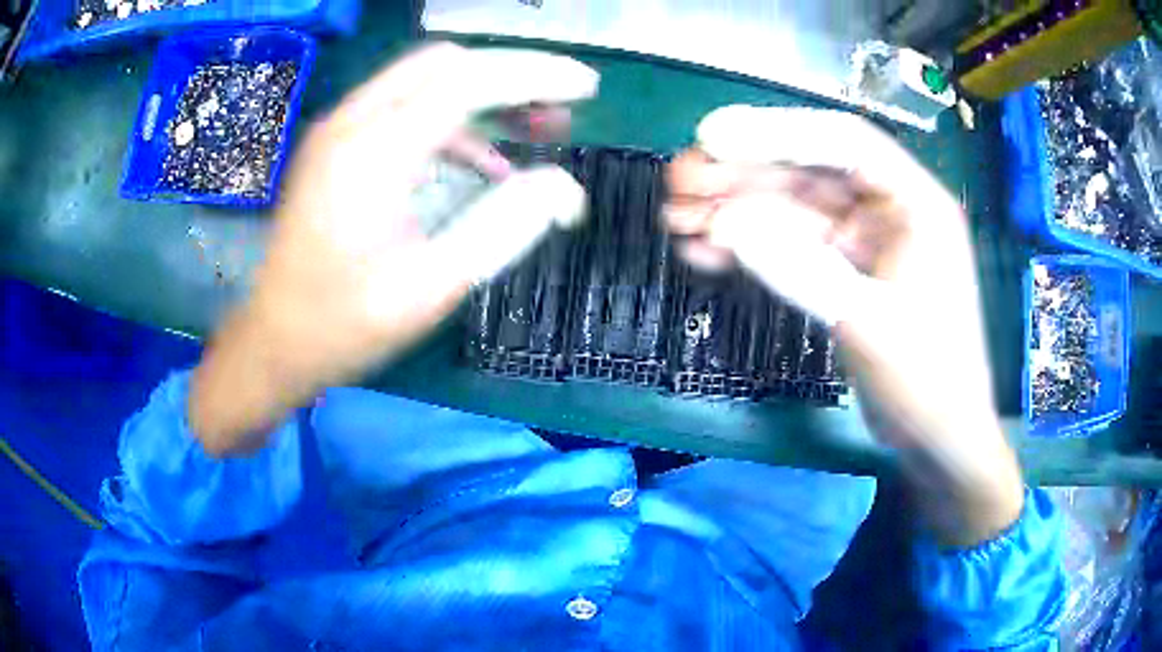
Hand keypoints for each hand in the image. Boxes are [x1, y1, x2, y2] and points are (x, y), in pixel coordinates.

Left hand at [189, 44, 596, 454]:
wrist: (273, 341)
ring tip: (535, 130)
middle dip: (511, 76)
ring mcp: (339, 130)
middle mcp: (351, 122)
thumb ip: (500, 230)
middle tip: (559, 112)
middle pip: (445, 64)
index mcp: (371, 152)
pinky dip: (454, 121)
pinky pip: (405, 108)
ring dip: (485, 94)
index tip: (588, 86)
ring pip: (425, 80)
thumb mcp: (428, 289)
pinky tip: (482, 161)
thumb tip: (564, 187)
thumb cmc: (343, 325)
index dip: (534, 75)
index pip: (467, 81)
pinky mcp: (337, 146)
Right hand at [665, 106, 1022, 546]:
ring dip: (734, 211)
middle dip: (741, 174)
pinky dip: (749, 248)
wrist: (938, 441)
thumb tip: (726, 224)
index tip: (711, 139)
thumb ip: (801, 270)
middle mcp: (888, 210)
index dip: (775, 132)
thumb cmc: (927, 382)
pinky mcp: (843, 273)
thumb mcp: (869, 325)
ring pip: (791, 209)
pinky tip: (703, 250)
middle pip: (807, 172)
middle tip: (677, 181)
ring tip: (675, 217)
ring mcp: (863, 242)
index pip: (843, 142)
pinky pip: (790, 247)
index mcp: (915, 202)